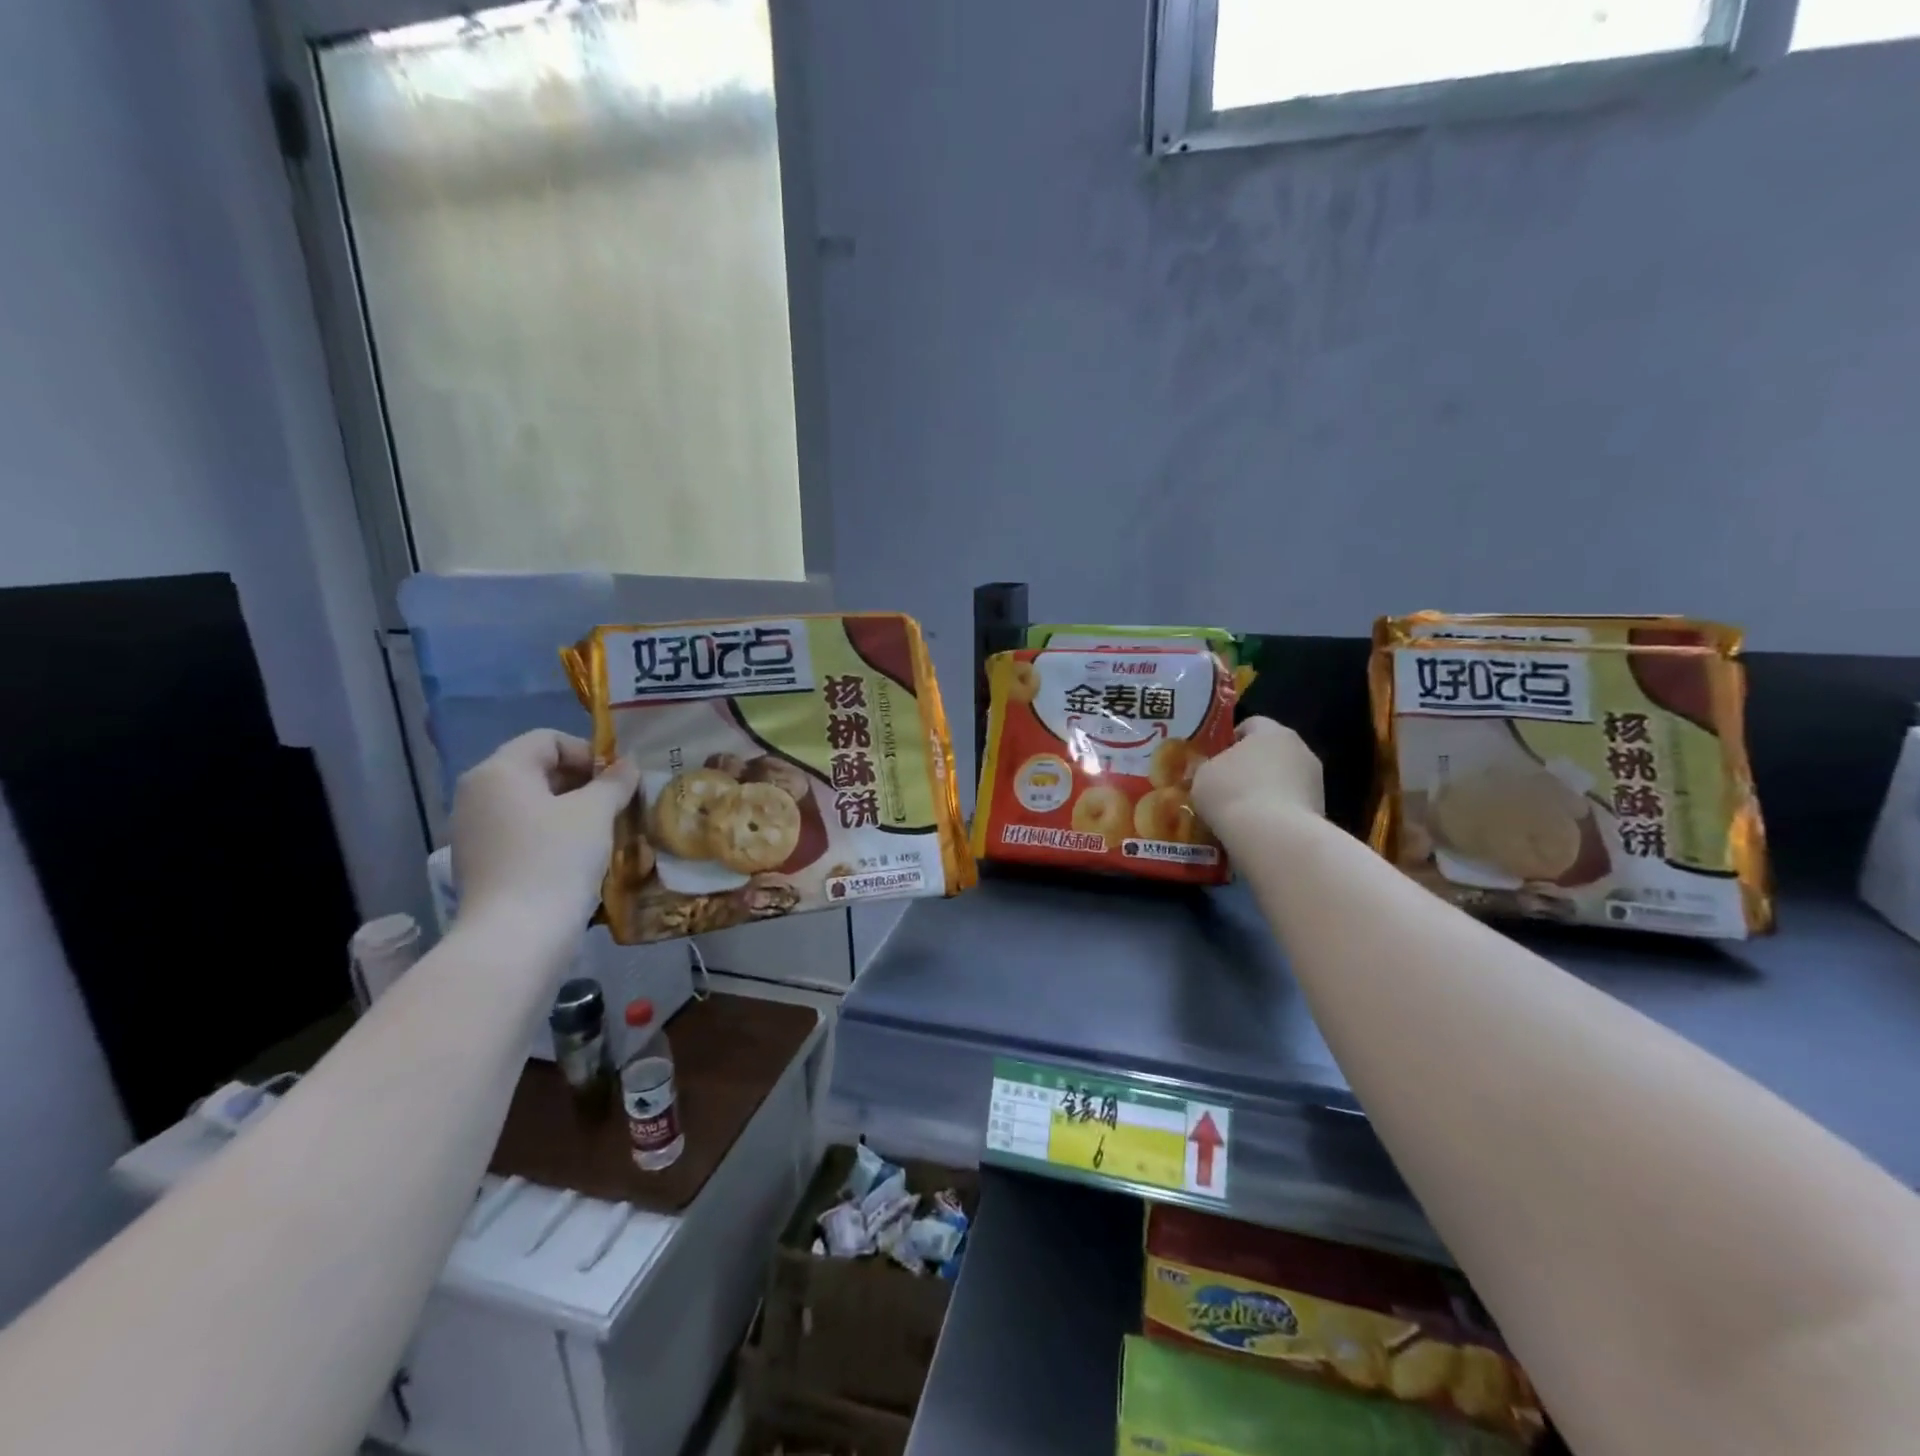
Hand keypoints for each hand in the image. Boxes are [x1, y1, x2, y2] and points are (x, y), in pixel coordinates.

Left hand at [450, 730, 639, 928]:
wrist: (516, 936)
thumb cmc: (556, 859)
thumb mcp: (596, 812)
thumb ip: (614, 782)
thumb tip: (627, 766)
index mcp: (499, 771)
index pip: (548, 740)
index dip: (589, 753)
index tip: (618, 780)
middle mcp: (477, 794)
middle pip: (537, 770)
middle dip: (582, 782)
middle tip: (617, 804)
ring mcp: (473, 831)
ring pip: (531, 804)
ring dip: (570, 810)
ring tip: (603, 831)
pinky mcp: (479, 863)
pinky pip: (521, 833)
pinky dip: (551, 835)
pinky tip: (578, 857)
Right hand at [1192, 717, 1325, 828]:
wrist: (1274, 837)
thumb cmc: (1232, 793)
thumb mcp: (1202, 776)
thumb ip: (1207, 768)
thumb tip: (1211, 770)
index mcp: (1272, 732)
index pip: (1252, 724)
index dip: (1231, 739)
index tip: (1215, 759)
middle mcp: (1300, 749)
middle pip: (1271, 752)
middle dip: (1251, 767)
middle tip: (1227, 787)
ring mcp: (1315, 781)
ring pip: (1284, 780)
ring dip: (1267, 791)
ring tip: (1242, 814)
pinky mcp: (1322, 810)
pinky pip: (1292, 805)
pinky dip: (1278, 813)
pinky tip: (1259, 830)